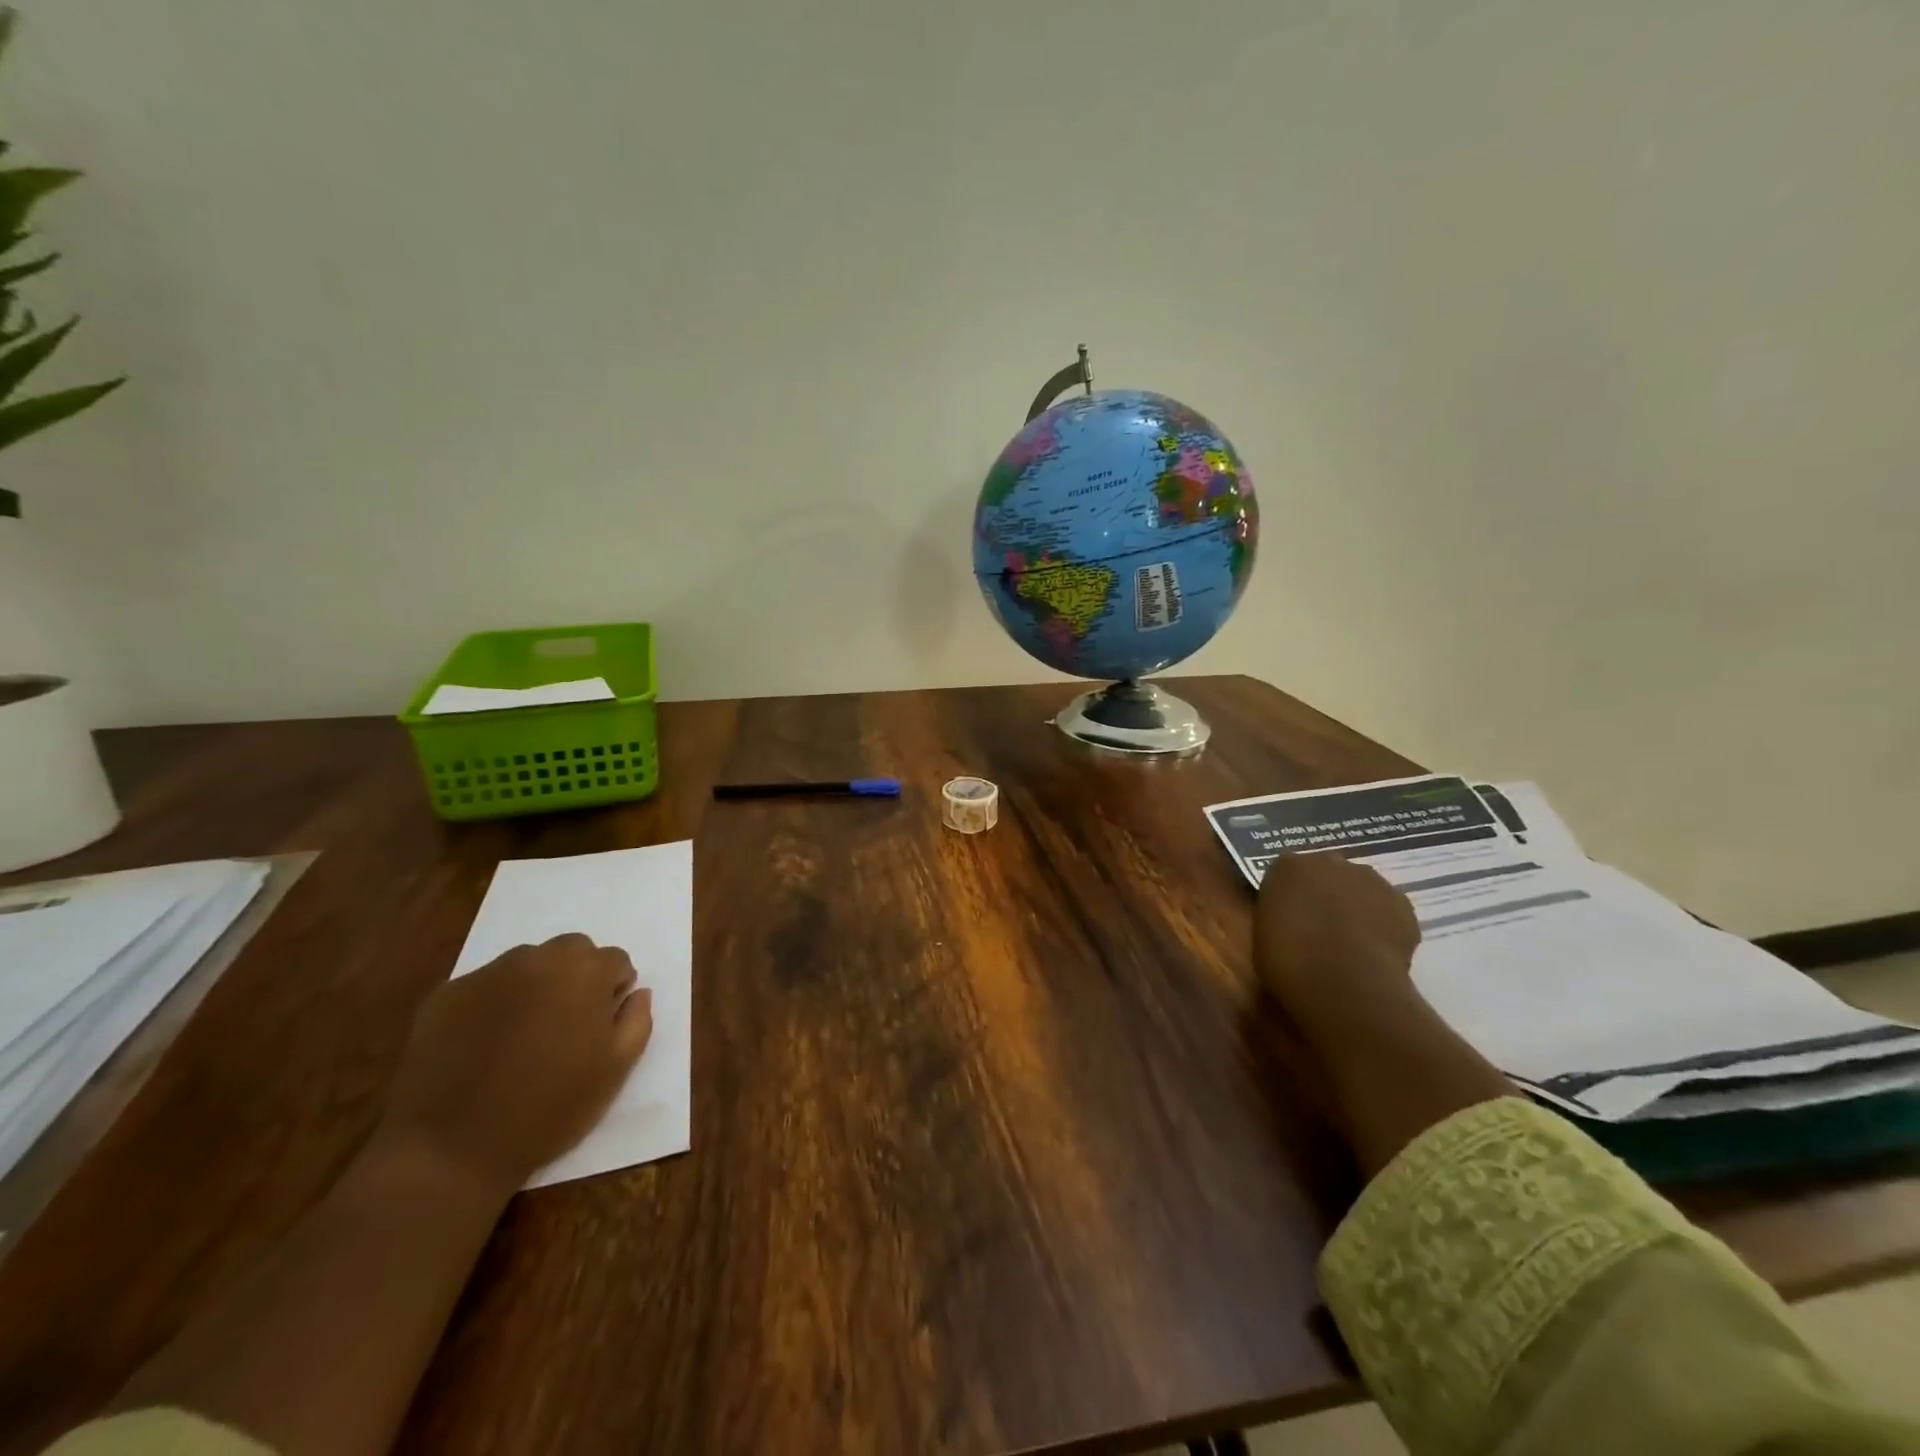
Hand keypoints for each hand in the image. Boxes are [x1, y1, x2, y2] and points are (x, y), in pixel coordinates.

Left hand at [375, 934, 653, 1194]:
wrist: (451, 1149)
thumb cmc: (549, 1109)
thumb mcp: (615, 1070)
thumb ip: (636, 1020)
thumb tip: (637, 993)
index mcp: (585, 972)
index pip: (616, 960)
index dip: (613, 992)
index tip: (601, 1026)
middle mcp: (538, 958)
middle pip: (572, 950)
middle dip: (577, 977)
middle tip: (566, 1024)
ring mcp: (487, 974)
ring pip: (527, 963)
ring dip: (535, 985)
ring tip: (523, 1033)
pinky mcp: (445, 995)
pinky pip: (484, 986)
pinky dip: (492, 1004)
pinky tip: (483, 1045)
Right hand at [1253, 852, 1420, 1029]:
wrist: (1343, 984)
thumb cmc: (1288, 960)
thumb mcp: (1261, 935)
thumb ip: (1277, 916)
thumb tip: (1290, 921)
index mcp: (1287, 866)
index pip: (1286, 874)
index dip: (1288, 897)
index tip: (1288, 920)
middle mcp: (1329, 862)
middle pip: (1326, 874)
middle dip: (1324, 895)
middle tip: (1318, 930)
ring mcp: (1370, 880)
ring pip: (1360, 889)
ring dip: (1355, 907)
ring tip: (1350, 944)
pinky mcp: (1402, 903)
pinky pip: (1387, 911)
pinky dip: (1382, 926)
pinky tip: (1374, 952)